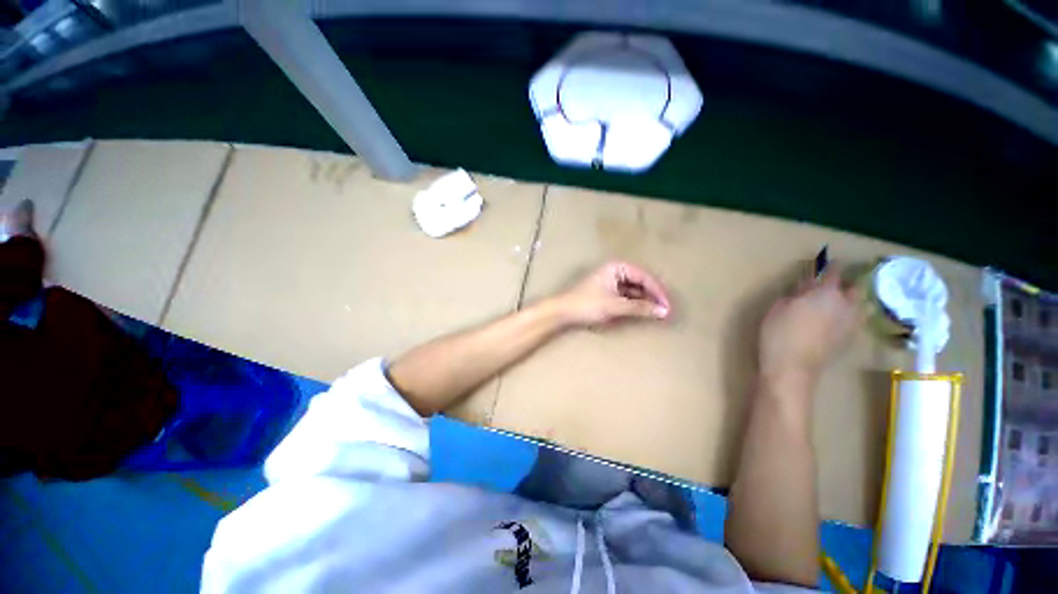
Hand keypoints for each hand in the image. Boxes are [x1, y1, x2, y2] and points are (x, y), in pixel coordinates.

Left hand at [554, 261, 671, 326]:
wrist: (563, 311)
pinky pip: (625, 295)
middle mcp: (615, 270)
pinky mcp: (605, 291)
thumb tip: (663, 311)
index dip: (657, 292)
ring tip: (656, 312)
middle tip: (665, 310)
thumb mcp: (615, 305)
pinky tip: (641, 311)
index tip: (667, 306)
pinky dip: (633, 303)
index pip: (644, 277)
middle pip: (640, 282)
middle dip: (652, 296)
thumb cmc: (588, 304)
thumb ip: (639, 307)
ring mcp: (610, 280)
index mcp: (617, 267)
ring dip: (644, 300)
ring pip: (633, 289)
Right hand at [758, 270, 856, 387]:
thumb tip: (802, 293)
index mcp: (825, 293)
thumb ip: (793, 296)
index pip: (832, 273)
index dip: (830, 266)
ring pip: (858, 306)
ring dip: (849, 301)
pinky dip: (847, 317)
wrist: (793, 367)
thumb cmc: (779, 333)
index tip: (830, 260)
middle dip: (844, 285)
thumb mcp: (777, 309)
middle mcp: (844, 305)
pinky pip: (854, 321)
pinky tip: (833, 322)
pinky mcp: (849, 339)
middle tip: (831, 286)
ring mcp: (850, 324)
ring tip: (836, 304)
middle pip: (854, 288)